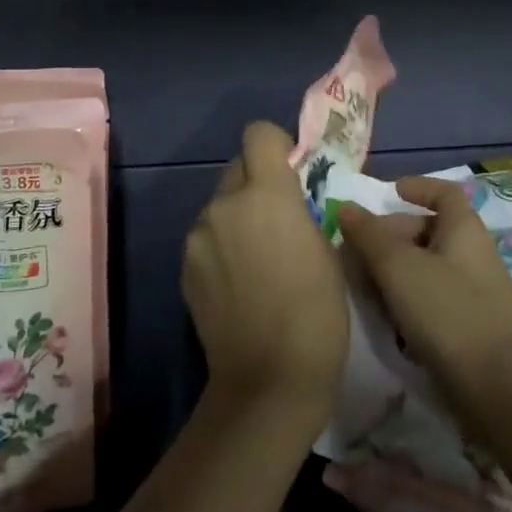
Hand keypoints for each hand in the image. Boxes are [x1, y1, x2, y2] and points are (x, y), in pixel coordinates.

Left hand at [182, 121, 349, 434]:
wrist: (269, 378)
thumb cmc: (317, 312)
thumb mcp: (327, 249)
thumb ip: (303, 210)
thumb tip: (292, 199)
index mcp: (266, 194)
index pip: (258, 134)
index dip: (276, 145)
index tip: (291, 171)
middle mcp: (224, 204)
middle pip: (237, 168)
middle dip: (257, 183)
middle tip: (278, 219)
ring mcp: (198, 236)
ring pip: (220, 205)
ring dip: (238, 216)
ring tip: (258, 258)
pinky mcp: (184, 266)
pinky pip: (206, 237)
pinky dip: (222, 245)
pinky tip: (239, 282)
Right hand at [338, 178, 511, 431]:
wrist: (500, 387)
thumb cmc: (449, 311)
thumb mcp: (400, 267)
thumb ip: (369, 236)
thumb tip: (346, 207)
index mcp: (463, 229)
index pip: (445, 193)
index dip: (419, 187)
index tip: (390, 192)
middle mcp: (471, 254)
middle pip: (428, 231)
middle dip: (390, 236)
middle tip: (355, 252)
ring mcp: (472, 293)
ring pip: (426, 269)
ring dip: (393, 273)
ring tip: (361, 288)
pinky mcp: (468, 328)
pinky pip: (431, 301)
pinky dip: (406, 302)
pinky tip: (385, 321)